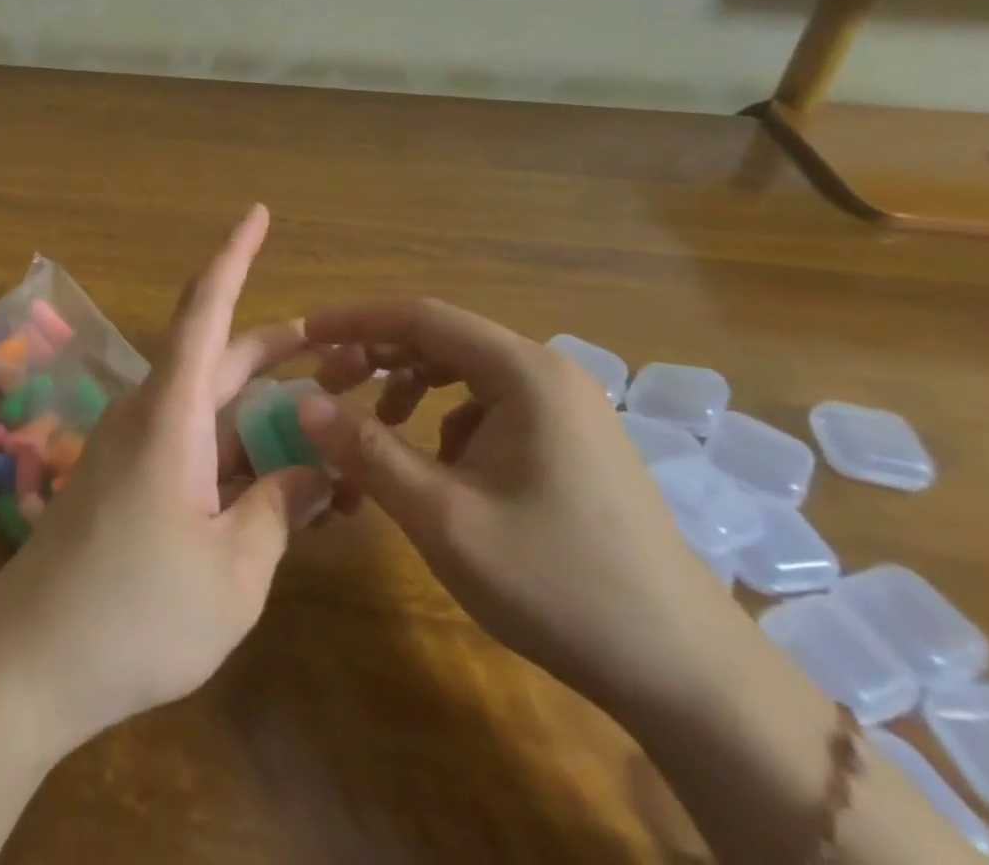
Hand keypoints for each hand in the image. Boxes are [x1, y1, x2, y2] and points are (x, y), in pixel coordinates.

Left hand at [0, 205, 333, 750]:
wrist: (31, 662)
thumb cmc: (135, 612)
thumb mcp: (234, 571)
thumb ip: (280, 510)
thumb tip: (317, 471)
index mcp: (172, 412)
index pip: (205, 308)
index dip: (234, 254)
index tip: (258, 211)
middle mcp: (153, 413)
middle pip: (224, 357)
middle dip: (287, 347)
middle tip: (354, 351)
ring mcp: (139, 448)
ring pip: (217, 407)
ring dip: (272, 408)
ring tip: (336, 419)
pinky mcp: (132, 482)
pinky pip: (199, 447)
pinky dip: (244, 452)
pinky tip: (287, 482)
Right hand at [297, 297, 737, 714]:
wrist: (685, 673)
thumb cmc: (557, 583)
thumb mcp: (443, 517)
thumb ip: (367, 451)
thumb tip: (303, 404)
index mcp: (523, 372)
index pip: (420, 316)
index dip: (355, 320)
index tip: (304, 335)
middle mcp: (546, 373)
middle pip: (441, 339)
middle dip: (376, 356)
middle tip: (326, 386)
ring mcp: (565, 407)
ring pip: (463, 372)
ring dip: (407, 388)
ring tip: (373, 426)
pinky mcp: (570, 441)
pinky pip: (488, 406)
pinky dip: (444, 419)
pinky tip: (434, 467)